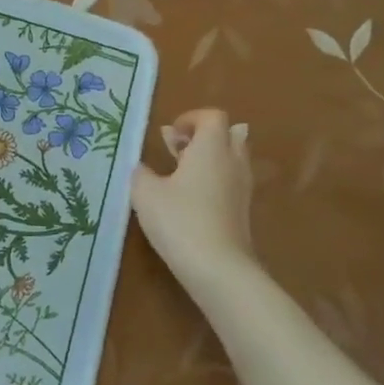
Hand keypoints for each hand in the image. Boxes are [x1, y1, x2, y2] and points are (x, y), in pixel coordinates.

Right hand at [131, 108, 254, 279]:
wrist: (218, 267)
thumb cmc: (179, 220)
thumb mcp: (145, 193)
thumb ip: (141, 173)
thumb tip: (142, 167)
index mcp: (211, 148)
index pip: (212, 117)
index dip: (190, 119)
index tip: (169, 134)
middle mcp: (232, 162)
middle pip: (230, 134)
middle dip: (204, 136)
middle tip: (177, 149)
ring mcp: (242, 188)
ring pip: (233, 159)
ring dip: (210, 159)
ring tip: (180, 173)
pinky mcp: (242, 211)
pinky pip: (231, 181)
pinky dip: (214, 180)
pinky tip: (190, 198)